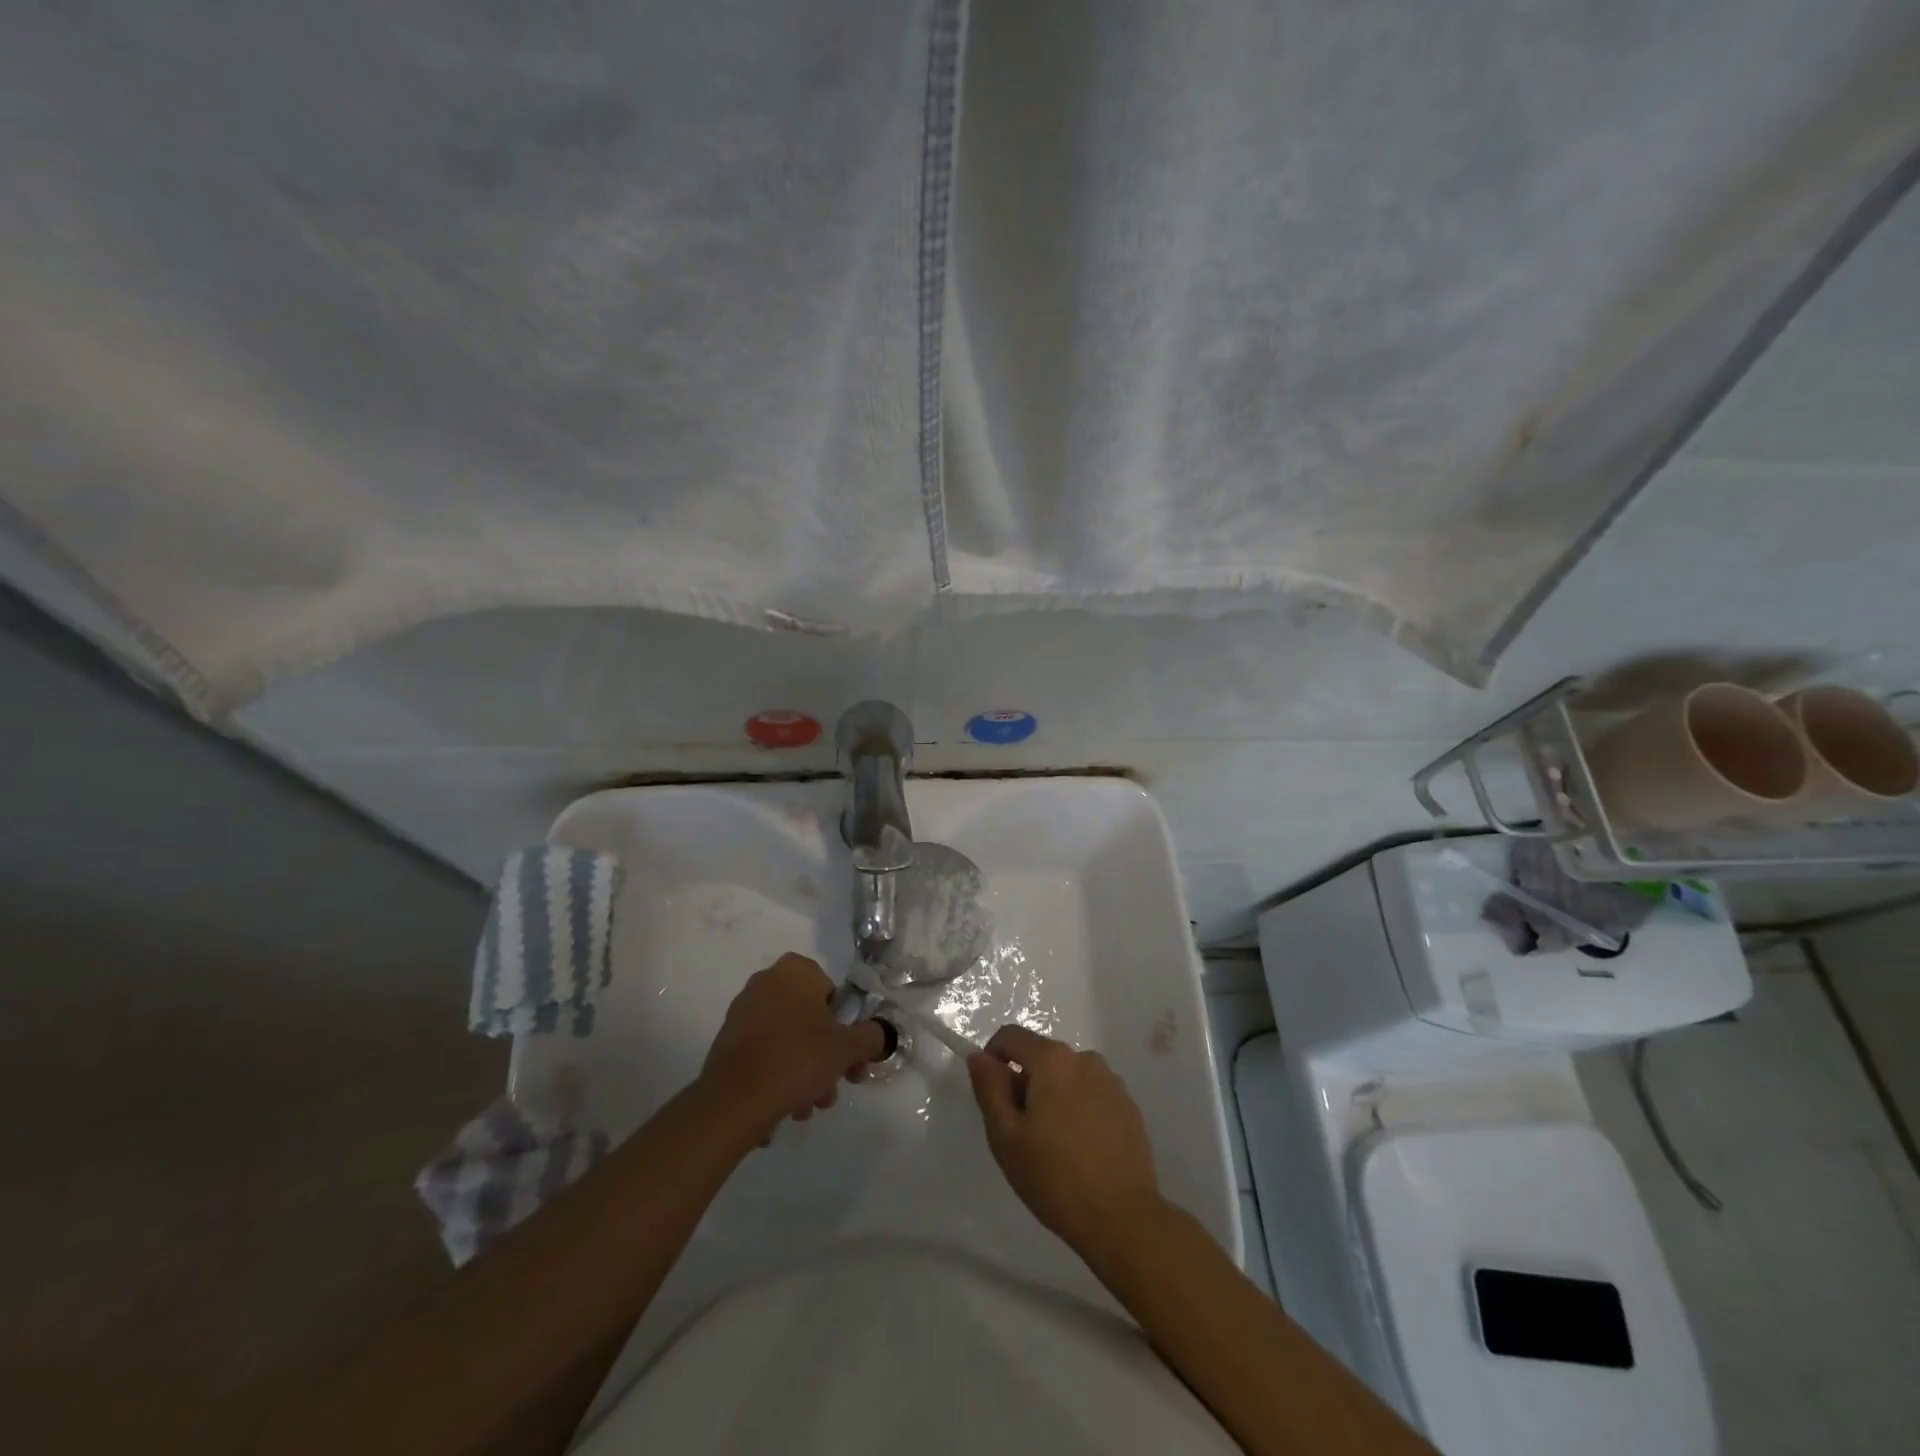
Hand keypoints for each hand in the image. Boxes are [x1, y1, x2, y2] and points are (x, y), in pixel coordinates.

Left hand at [700, 953, 887, 1137]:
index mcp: (795, 971)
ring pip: (788, 1040)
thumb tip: (876, 1034)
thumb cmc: (798, 1058)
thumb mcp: (848, 1048)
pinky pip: (765, 1053)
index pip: (833, 994)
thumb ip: (870, 1036)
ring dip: (805, 1072)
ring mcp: (743, 1011)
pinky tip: (785, 1106)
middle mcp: (766, 982)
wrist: (735, 1099)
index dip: (846, 1028)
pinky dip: (778, 1074)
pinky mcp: (727, 1040)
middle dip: (825, 1058)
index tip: (850, 1058)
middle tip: (833, 1089)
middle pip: (810, 1020)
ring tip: (807, 1109)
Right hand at [967, 1025, 1163, 1259]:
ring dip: (1053, 1096)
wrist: (1123, 1219)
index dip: (992, 1059)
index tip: (992, 1098)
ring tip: (1053, 1145)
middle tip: (1021, 1132)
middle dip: (1024, 1083)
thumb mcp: (1005, 1136)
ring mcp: (1111, 1081)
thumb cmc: (1054, 1177)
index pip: (1010, 1036)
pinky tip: (1081, 1150)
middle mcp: (1084, 1059)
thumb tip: (979, 1056)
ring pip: (1067, 1076)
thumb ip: (989, 1088)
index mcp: (1052, 1060)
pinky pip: (1091, 1094)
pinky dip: (1078, 1109)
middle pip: (1041, 1056)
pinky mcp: (1129, 1106)